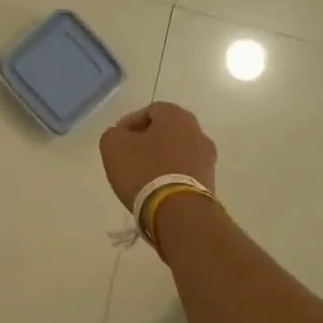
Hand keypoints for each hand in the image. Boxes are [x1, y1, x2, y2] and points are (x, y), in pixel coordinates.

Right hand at [99, 102, 217, 209]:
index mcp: (177, 116)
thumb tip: (123, 136)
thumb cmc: (144, 170)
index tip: (117, 141)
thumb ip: (115, 133)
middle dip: (147, 142)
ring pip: (177, 152)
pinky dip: (171, 176)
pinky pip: (185, 172)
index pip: (150, 110)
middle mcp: (198, 132)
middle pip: (166, 132)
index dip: (130, 124)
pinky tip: (156, 189)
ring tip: (141, 177)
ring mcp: (207, 158)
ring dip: (160, 160)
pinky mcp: (209, 182)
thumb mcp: (113, 145)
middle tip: (128, 157)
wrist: (177, 211)